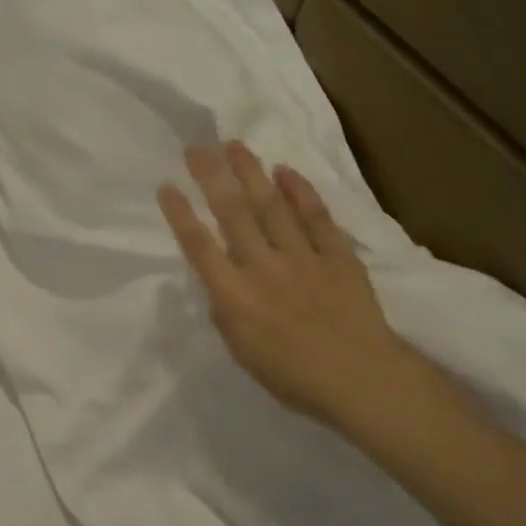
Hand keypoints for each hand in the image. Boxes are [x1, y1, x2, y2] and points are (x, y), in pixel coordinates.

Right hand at [159, 141, 416, 431]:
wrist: (359, 379)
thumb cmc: (293, 377)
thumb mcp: (242, 352)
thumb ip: (226, 314)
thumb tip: (220, 287)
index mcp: (234, 295)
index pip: (199, 246)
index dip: (180, 214)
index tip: (167, 186)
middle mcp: (263, 266)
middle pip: (232, 213)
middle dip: (211, 177)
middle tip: (197, 148)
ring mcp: (302, 257)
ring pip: (271, 206)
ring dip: (251, 173)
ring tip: (235, 145)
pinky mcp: (337, 255)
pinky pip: (317, 217)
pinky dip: (301, 192)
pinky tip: (286, 171)